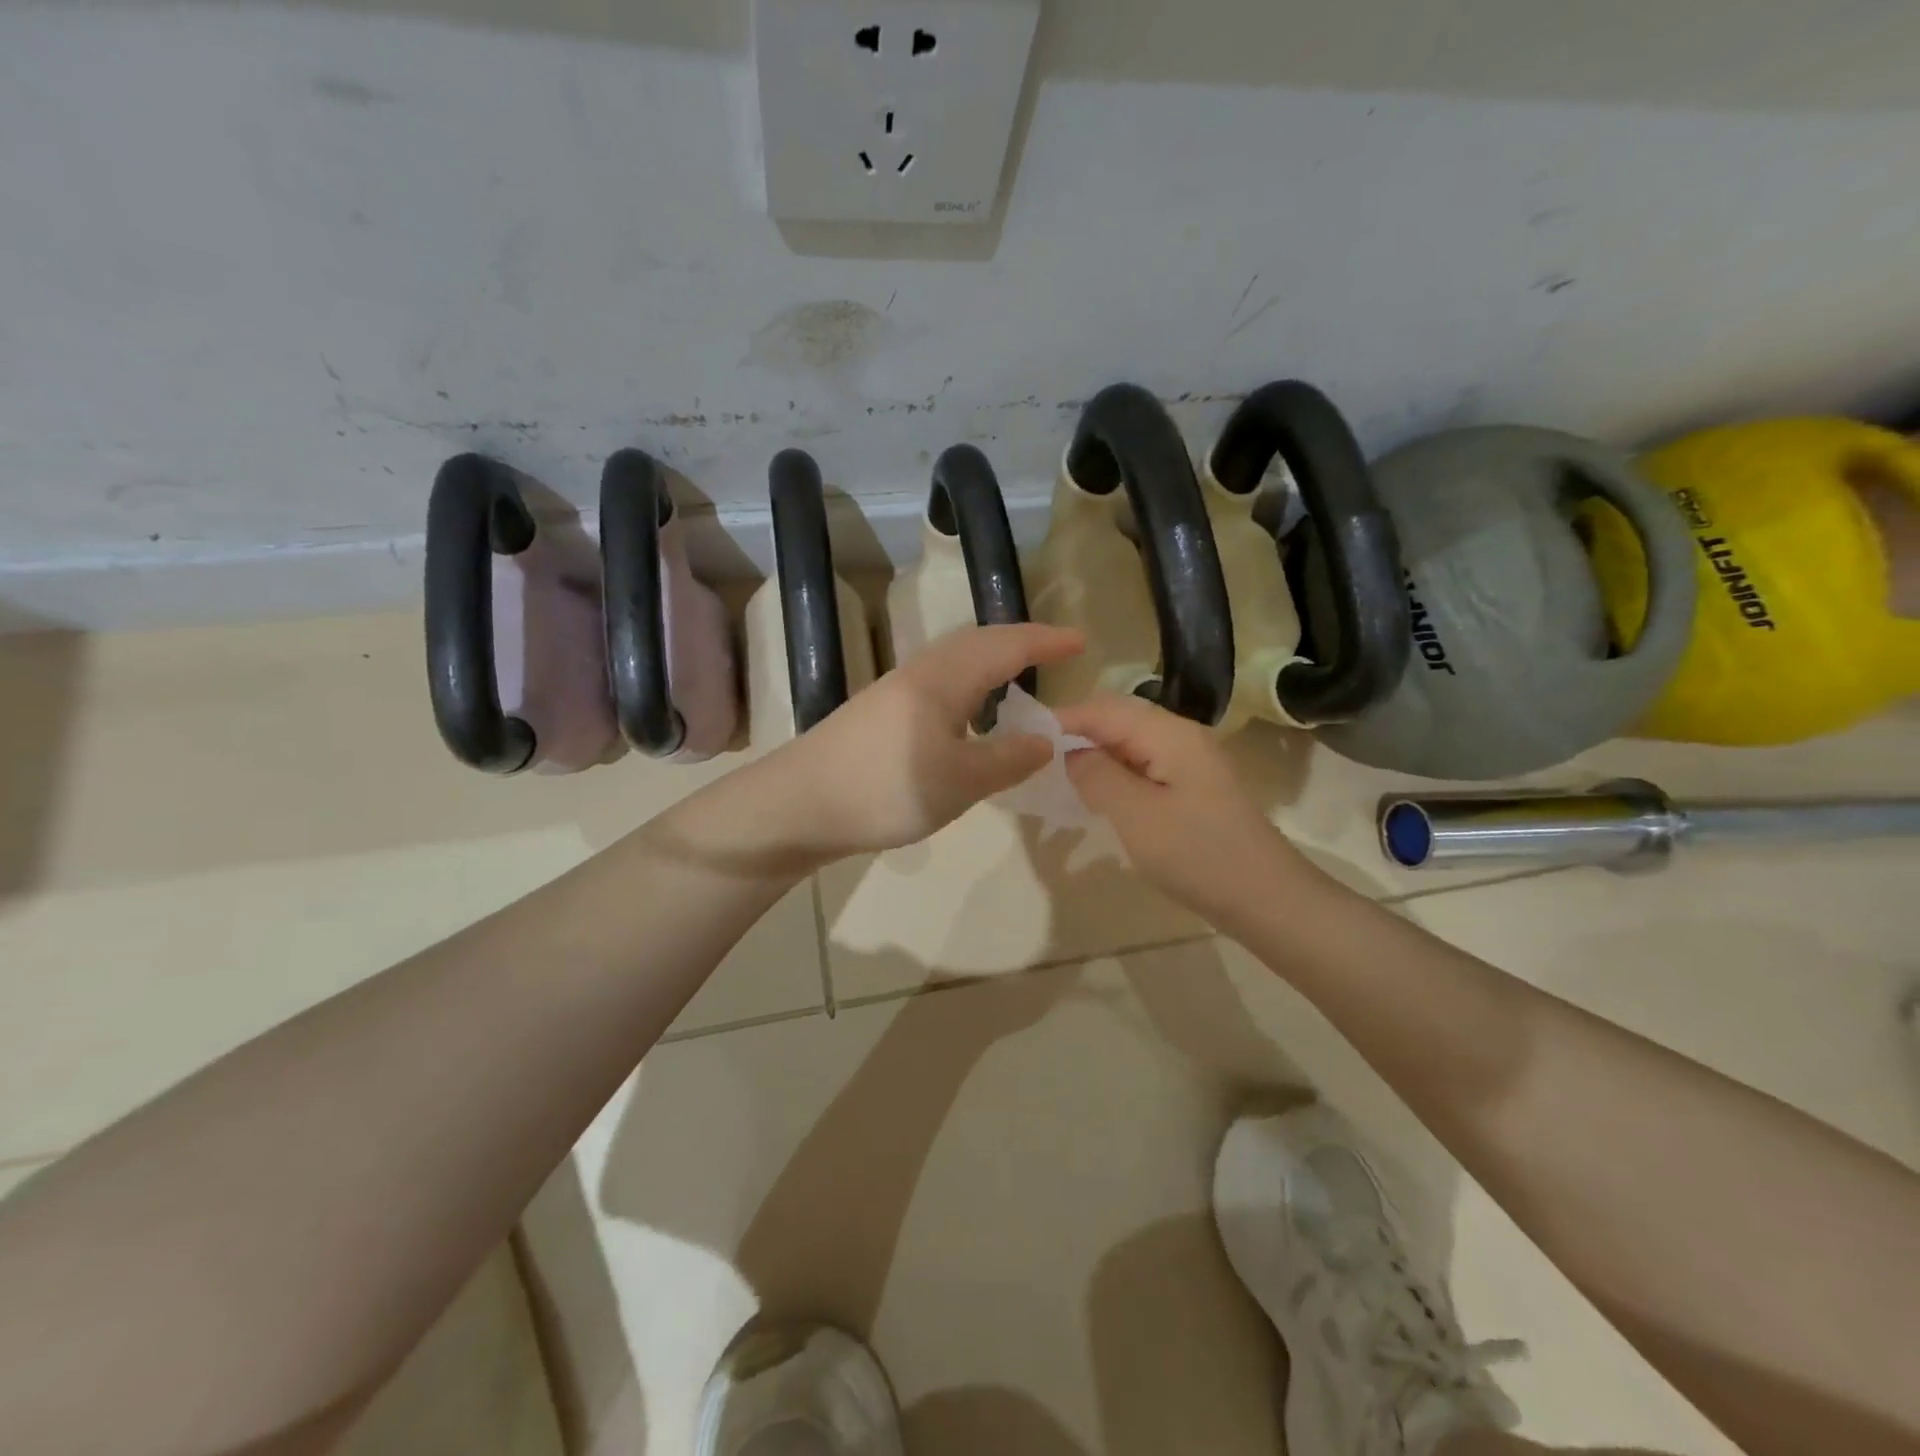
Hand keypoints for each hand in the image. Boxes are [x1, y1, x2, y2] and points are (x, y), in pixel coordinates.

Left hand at [754, 623, 1084, 865]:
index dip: (1046, 642)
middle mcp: (920, 672)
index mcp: (943, 679)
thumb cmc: (885, 789)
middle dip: (1021, 643)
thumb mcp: (959, 781)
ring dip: (992, 660)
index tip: (1082, 641)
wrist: (799, 804)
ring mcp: (896, 690)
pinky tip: (969, 711)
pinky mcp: (881, 711)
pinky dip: (970, 682)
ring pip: (956, 660)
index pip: (1006, 647)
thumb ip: (1008, 759)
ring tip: (1019, 676)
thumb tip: (1047, 740)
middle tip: (1056, 653)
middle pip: (978, 643)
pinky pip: (940, 681)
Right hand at [1057, 693, 1306, 928]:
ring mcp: (1191, 762)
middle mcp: (1181, 736)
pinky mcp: (1194, 788)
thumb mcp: (1135, 815)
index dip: (1062, 718)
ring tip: (1059, 776)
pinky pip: (1145, 766)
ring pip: (1130, 744)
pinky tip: (1098, 795)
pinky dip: (1116, 773)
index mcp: (1169, 733)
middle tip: (1037, 758)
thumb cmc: (1197, 854)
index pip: (1104, 708)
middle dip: (1077, 733)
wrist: (1266, 899)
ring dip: (1095, 755)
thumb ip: (1097, 775)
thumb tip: (1072, 753)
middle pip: (1118, 719)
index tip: (1023, 737)